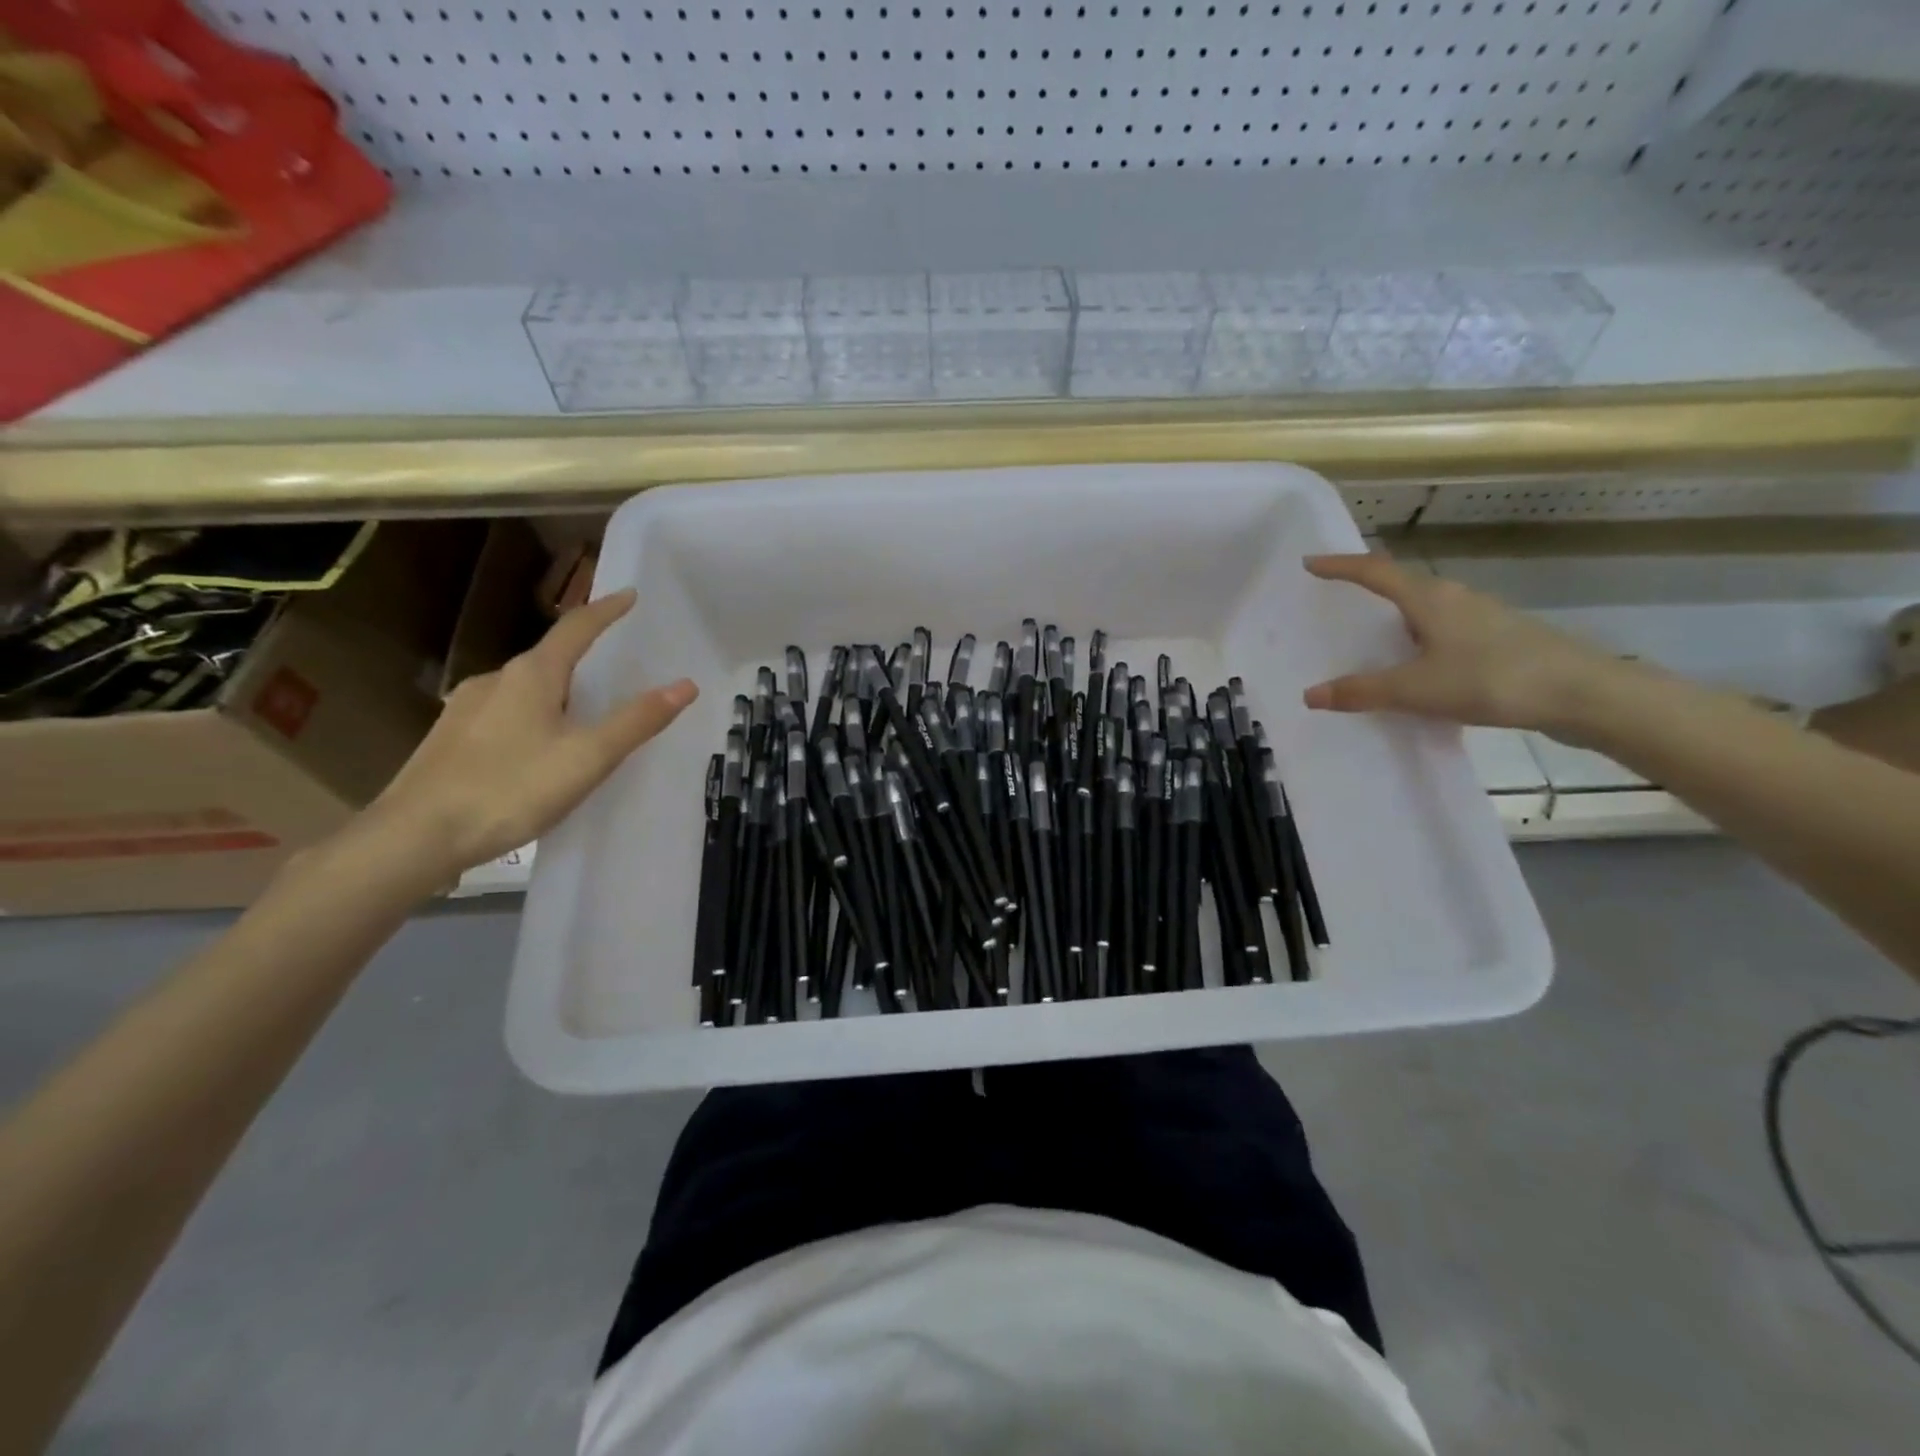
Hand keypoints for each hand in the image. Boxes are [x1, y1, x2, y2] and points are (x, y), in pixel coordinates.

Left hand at [362, 589, 696, 878]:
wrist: (415, 837)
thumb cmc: (510, 789)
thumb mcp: (587, 757)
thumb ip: (637, 721)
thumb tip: (685, 685)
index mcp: (531, 676)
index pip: (576, 628)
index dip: (606, 610)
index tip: (630, 595)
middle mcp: (495, 680)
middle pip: (549, 657)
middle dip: (584, 656)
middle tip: (616, 668)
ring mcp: (466, 708)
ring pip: (525, 688)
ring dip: (558, 690)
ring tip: (584, 714)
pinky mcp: (451, 738)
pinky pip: (505, 712)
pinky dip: (534, 715)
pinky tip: (538, 748)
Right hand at [1300, 553, 1630, 735]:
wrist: (1583, 693)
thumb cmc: (1492, 679)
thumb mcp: (1417, 690)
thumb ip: (1362, 691)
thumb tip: (1310, 695)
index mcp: (1429, 599)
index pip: (1374, 571)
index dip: (1340, 566)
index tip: (1310, 562)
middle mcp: (1454, 598)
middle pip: (1401, 584)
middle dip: (1367, 588)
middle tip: (1336, 599)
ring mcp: (1481, 617)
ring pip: (1425, 608)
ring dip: (1394, 617)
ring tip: (1370, 637)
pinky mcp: (1498, 638)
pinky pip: (1443, 630)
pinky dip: (1418, 639)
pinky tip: (1417, 666)